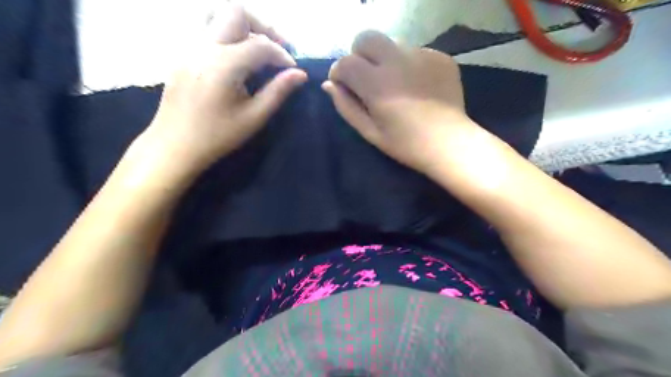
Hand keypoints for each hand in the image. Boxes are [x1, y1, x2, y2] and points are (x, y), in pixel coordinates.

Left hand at [145, 3, 306, 173]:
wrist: (175, 144)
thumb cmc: (218, 135)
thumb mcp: (253, 117)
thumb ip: (278, 91)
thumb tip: (299, 74)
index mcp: (224, 64)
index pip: (260, 45)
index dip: (282, 54)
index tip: (293, 69)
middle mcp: (204, 46)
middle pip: (236, 12)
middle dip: (263, 27)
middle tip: (278, 48)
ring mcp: (188, 47)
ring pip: (216, 15)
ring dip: (242, 26)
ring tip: (256, 47)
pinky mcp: (181, 53)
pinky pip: (205, 29)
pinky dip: (226, 34)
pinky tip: (235, 57)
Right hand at [323, 29, 485, 174]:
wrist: (449, 143)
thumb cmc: (405, 143)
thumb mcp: (369, 131)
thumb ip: (346, 106)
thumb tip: (329, 85)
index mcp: (377, 83)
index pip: (345, 62)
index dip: (339, 73)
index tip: (343, 86)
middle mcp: (397, 60)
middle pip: (367, 37)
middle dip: (359, 55)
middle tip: (366, 78)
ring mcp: (422, 55)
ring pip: (392, 43)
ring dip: (385, 59)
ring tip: (395, 84)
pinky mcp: (440, 57)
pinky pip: (415, 52)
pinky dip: (409, 64)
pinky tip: (417, 86)